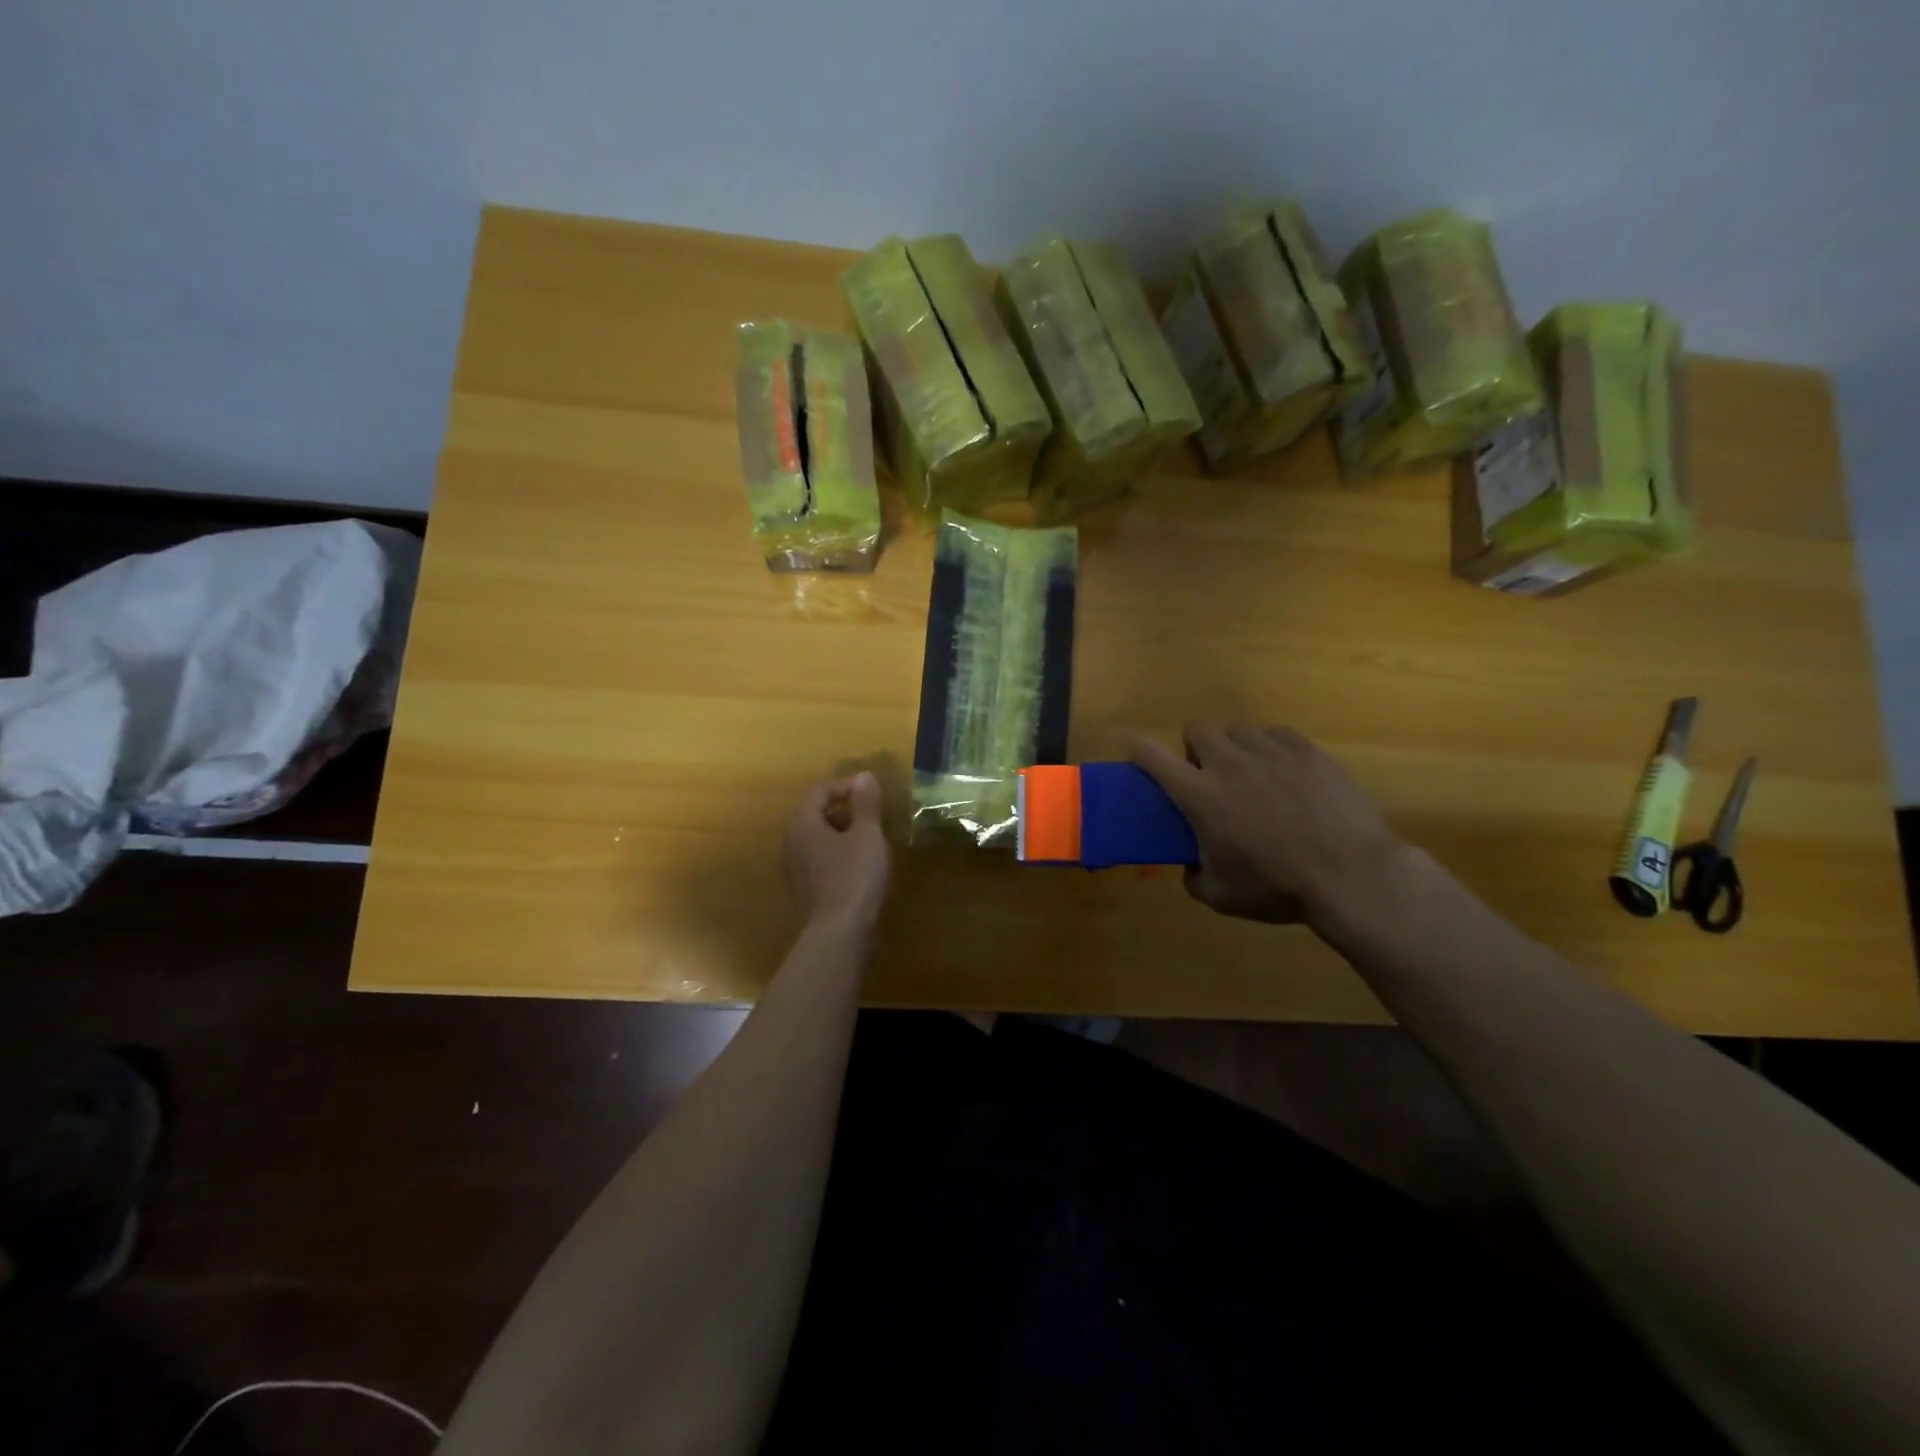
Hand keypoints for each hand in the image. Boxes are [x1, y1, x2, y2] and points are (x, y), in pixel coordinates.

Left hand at [783, 772, 890, 934]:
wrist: (838, 934)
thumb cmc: (854, 877)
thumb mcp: (867, 835)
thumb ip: (865, 804)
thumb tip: (864, 775)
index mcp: (802, 823)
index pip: (818, 790)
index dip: (845, 786)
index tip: (871, 795)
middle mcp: (791, 842)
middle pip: (814, 813)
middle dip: (844, 809)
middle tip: (872, 816)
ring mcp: (794, 868)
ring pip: (816, 838)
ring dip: (841, 832)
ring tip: (869, 840)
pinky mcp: (803, 889)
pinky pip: (818, 859)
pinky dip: (837, 854)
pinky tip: (859, 866)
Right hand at [1132, 723, 1401, 929]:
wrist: (1351, 875)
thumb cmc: (1278, 886)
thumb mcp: (1222, 897)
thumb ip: (1194, 877)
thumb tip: (1191, 867)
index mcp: (1199, 795)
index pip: (1151, 754)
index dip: (1139, 750)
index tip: (1140, 758)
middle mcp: (1228, 763)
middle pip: (1197, 728)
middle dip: (1196, 748)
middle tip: (1210, 776)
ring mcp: (1270, 752)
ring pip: (1238, 730)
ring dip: (1235, 748)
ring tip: (1251, 775)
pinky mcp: (1306, 750)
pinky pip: (1276, 734)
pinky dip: (1272, 748)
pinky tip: (1285, 773)